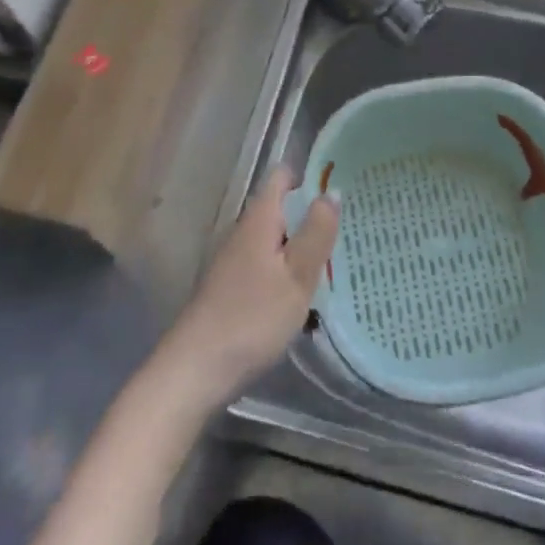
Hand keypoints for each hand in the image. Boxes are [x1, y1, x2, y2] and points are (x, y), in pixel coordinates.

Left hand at [159, 169, 339, 406]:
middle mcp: (244, 231)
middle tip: (349, 230)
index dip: (311, 176)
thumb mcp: (297, 276)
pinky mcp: (232, 287)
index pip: (283, 176)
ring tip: (336, 262)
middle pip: (281, 208)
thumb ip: (316, 232)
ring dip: (301, 246)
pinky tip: (305, 295)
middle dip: (311, 215)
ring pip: (275, 239)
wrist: (195, 369)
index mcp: (260, 218)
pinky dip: (287, 271)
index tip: (341, 188)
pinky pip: (267, 264)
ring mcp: (235, 260)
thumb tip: (331, 192)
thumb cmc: (252, 317)